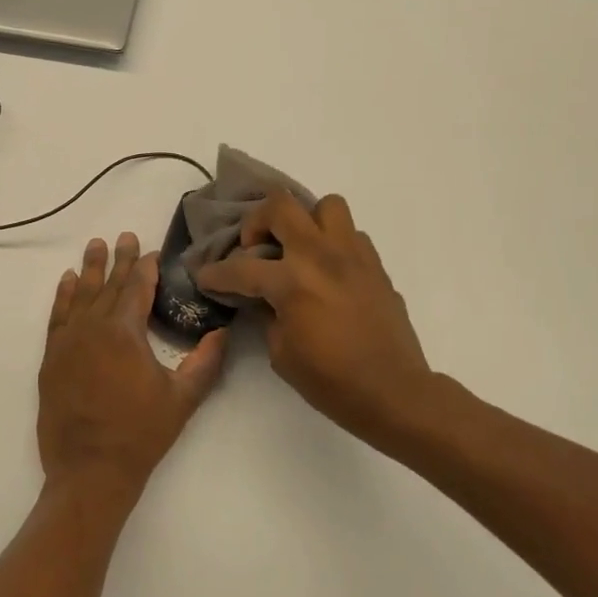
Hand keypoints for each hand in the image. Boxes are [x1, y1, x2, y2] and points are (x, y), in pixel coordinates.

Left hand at [38, 233, 227, 507]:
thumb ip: (205, 362)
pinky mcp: (51, 358)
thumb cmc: (140, 434)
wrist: (89, 471)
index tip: (154, 252)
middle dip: (119, 260)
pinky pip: (57, 316)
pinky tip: (67, 282)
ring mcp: (68, 342)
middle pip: (108, 284)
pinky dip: (62, 296)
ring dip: (89, 269)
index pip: (137, 288)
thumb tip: (222, 333)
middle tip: (125, 236)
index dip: (147, 268)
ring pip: (80, 295)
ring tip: (95, 245)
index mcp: (125, 333)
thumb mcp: (182, 399)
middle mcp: (93, 328)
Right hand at [196, 190, 432, 446]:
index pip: (241, 268)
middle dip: (258, 221)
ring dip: (305, 221)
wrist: (393, 391)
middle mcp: (321, 256)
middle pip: (281, 206)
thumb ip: (267, 315)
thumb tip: (263, 298)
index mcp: (293, 282)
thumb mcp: (281, 354)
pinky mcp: (375, 265)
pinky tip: (328, 272)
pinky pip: (350, 235)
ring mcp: (353, 256)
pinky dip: (333, 244)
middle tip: (255, 246)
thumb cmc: (331, 381)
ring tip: (298, 249)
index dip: (215, 273)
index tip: (204, 276)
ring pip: (326, 205)